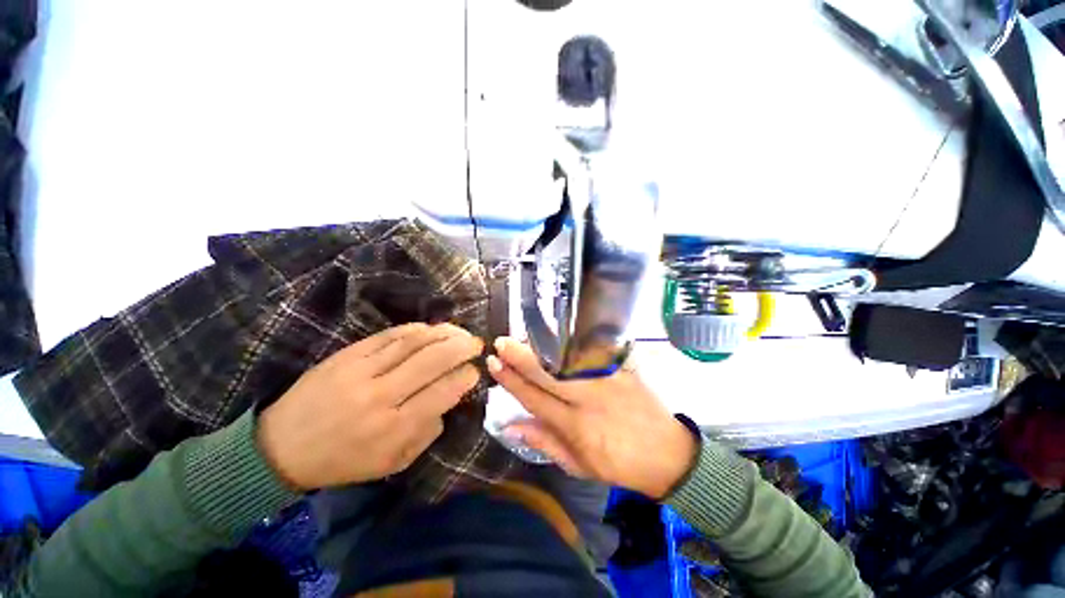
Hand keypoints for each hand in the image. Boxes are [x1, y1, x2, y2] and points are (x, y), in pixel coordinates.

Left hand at [257, 323, 482, 490]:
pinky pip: (389, 335)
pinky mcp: (346, 355)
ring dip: (443, 333)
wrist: (281, 448)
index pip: (443, 393)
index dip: (465, 377)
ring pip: (414, 343)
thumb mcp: (392, 463)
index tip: (475, 371)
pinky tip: (430, 329)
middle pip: (433, 361)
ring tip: (460, 331)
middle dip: (462, 348)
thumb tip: (448, 402)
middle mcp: (381, 396)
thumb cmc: (343, 461)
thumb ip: (426, 433)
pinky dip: (415, 329)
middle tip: (477, 343)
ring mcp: (362, 371)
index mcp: (394, 428)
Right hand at [487, 338, 696, 499]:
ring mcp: (605, 379)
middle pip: (546, 373)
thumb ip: (544, 442)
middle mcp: (587, 398)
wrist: (666, 453)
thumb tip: (510, 426)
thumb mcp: (578, 465)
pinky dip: (571, 341)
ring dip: (541, 345)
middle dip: (520, 356)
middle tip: (501, 342)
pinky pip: (592, 351)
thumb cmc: (618, 464)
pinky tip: (557, 333)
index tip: (494, 364)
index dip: (511, 380)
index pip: (533, 397)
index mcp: (574, 426)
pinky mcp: (621, 368)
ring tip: (523, 336)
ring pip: (566, 357)